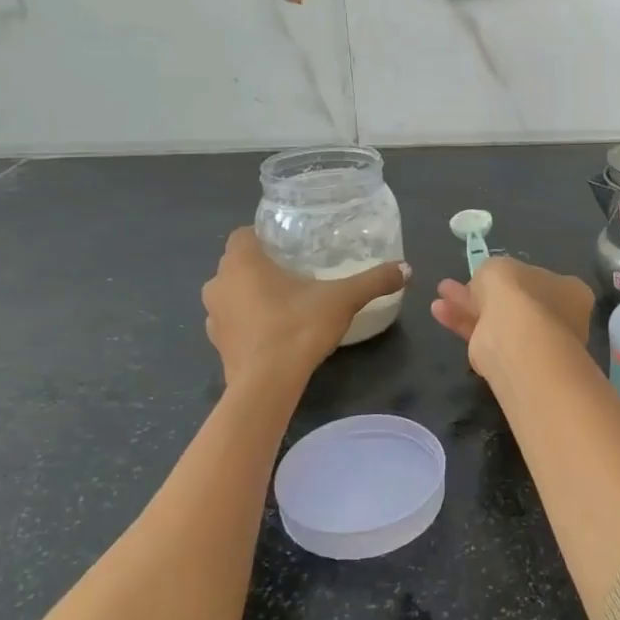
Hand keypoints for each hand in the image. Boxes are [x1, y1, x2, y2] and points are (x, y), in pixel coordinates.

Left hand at [203, 228, 406, 386]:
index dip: (265, 236)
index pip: (243, 234)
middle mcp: (218, 283)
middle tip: (295, 271)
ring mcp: (213, 316)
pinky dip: (249, 322)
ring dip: (251, 294)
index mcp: (241, 262)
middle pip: (237, 263)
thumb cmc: (297, 328)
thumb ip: (373, 281)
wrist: (266, 386)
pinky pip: (233, 322)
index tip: (290, 245)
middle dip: (261, 265)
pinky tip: (274, 331)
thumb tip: (406, 269)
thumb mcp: (343, 299)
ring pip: (232, 293)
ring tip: (285, 301)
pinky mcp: (217, 344)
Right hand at [430, 256, 594, 377]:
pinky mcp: (515, 366)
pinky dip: (465, 326)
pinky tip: (440, 313)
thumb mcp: (498, 267)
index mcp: (569, 291)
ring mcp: (539, 346)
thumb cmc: (517, 294)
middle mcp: (560, 319)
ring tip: (440, 298)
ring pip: (498, 321)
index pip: (540, 280)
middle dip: (484, 293)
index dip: (511, 277)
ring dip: (468, 308)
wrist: (518, 342)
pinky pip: (488, 339)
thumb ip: (492, 273)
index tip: (486, 275)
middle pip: (516, 303)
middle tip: (456, 286)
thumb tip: (485, 285)